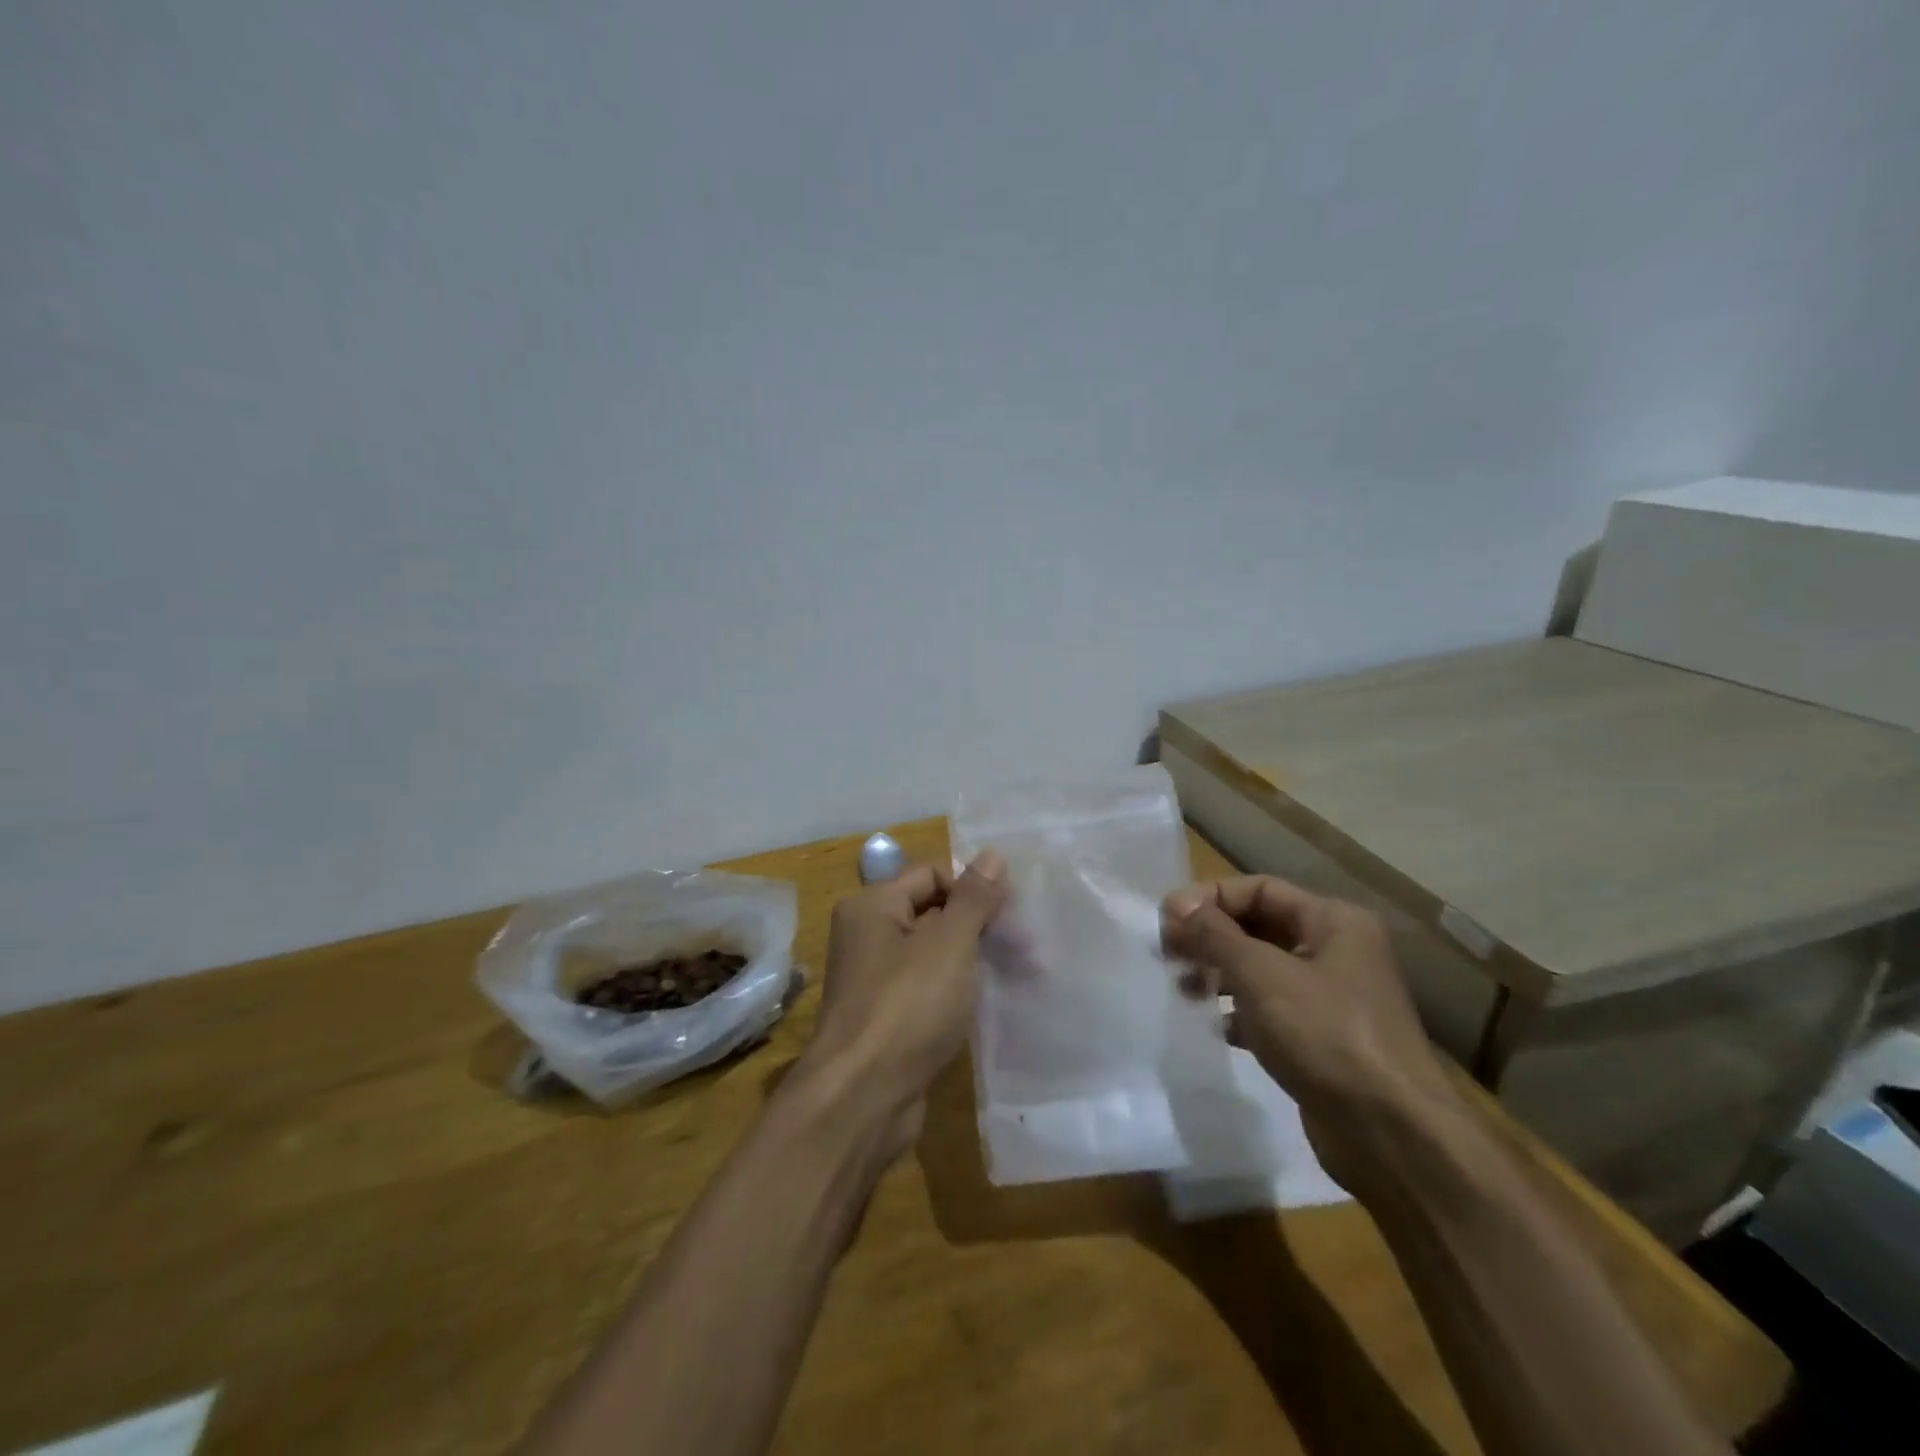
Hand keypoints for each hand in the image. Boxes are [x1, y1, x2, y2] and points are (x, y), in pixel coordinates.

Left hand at [795, 853, 1008, 1152]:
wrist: (862, 1098)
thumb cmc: (907, 1006)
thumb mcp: (949, 943)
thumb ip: (974, 898)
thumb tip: (992, 854)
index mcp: (872, 906)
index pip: (932, 875)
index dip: (973, 888)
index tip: (1012, 914)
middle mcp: (867, 936)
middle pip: (933, 912)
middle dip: (979, 925)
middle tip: (1026, 947)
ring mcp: (875, 980)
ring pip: (933, 954)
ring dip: (972, 960)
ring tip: (1019, 973)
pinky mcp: (887, 1018)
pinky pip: (928, 989)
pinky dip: (956, 991)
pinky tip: (987, 1003)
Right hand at [1161, 876, 1461, 1196]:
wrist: (1391, 1135)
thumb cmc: (1325, 1034)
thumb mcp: (1261, 974)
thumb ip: (1214, 934)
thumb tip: (1176, 904)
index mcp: (1334, 921)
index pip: (1259, 889)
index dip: (1210, 898)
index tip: (1167, 920)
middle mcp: (1335, 951)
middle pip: (1259, 927)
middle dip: (1211, 937)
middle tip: (1166, 953)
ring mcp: (1331, 998)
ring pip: (1261, 970)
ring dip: (1219, 974)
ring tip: (1183, 989)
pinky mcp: (1321, 1040)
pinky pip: (1270, 1011)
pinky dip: (1239, 1013)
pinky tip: (1216, 1026)